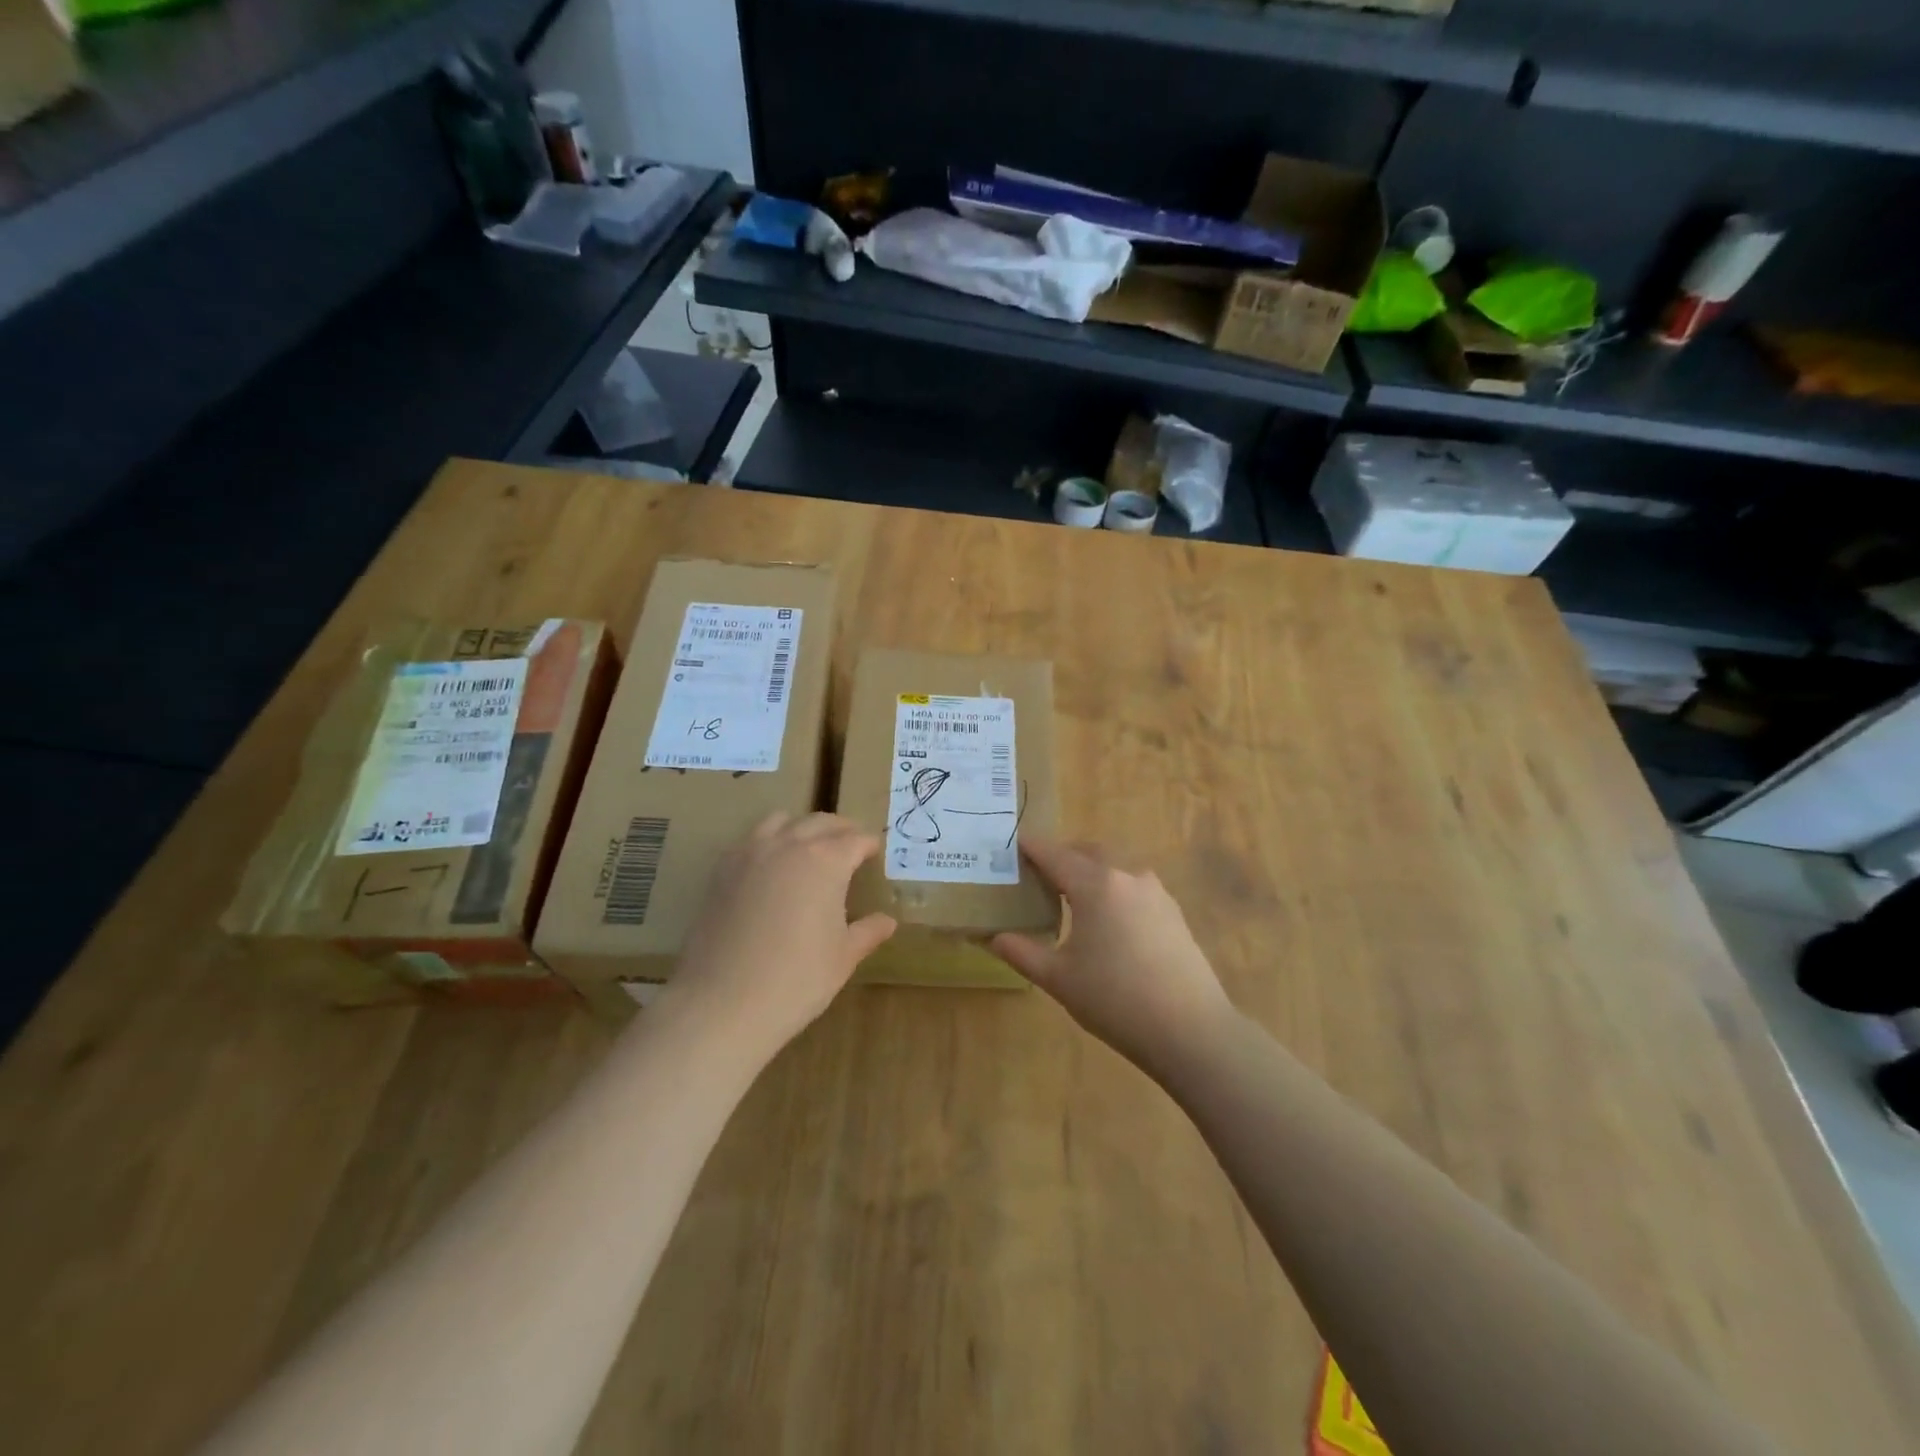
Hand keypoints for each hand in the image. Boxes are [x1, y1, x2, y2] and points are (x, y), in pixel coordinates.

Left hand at [668, 812, 895, 1058]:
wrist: (722, 1003)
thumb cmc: (796, 980)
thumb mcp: (843, 957)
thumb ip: (867, 932)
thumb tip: (887, 921)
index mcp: (826, 861)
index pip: (855, 840)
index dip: (869, 844)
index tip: (876, 852)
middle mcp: (788, 845)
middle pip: (820, 822)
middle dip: (840, 830)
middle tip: (851, 844)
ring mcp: (750, 854)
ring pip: (781, 821)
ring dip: (802, 827)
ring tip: (810, 847)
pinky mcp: (721, 870)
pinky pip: (751, 840)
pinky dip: (769, 841)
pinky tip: (772, 867)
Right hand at [991, 837, 1234, 1078]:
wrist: (1190, 1029)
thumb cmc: (1114, 1000)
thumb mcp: (1059, 979)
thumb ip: (1022, 952)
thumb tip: (994, 937)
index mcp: (1095, 885)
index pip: (1055, 855)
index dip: (1032, 848)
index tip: (1015, 843)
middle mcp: (1126, 877)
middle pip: (1088, 852)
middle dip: (1063, 855)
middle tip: (1040, 873)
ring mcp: (1155, 893)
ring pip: (1115, 868)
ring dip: (1091, 871)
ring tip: (1072, 897)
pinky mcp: (1173, 912)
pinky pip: (1134, 887)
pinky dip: (1113, 889)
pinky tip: (1108, 920)